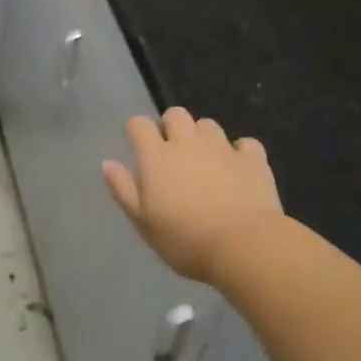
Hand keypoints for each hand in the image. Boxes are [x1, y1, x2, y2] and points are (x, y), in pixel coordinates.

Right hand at [102, 108, 283, 281]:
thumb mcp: (144, 222)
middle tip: (173, 153)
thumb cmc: (185, 240)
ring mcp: (223, 147)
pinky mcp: (253, 159)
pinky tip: (238, 169)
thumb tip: (107, 163)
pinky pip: (245, 144)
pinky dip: (240, 152)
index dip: (137, 130)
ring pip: (208, 125)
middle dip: (171, 126)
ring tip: (205, 161)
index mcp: (157, 156)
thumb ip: (123, 190)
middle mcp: (188, 142)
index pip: (139, 124)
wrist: (244, 247)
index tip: (139, 146)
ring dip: (203, 137)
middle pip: (175, 114)